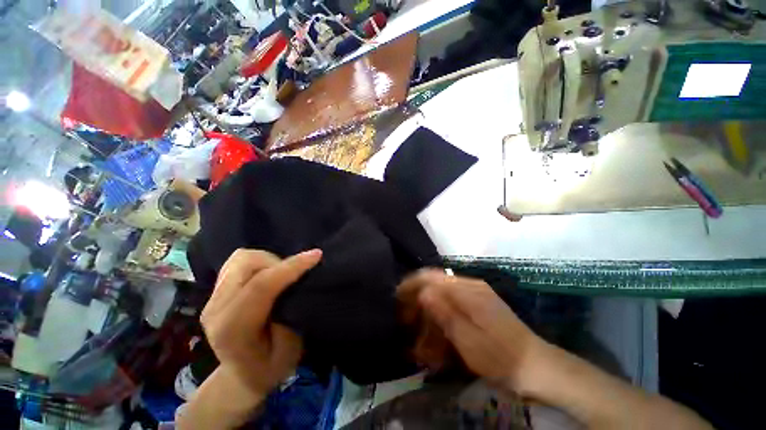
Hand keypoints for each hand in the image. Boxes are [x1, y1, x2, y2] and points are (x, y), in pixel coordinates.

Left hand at [200, 248, 321, 394]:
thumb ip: (292, 317)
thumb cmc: (268, 369)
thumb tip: (298, 285)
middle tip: (297, 274)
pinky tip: (268, 273)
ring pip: (242, 258)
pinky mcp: (216, 291)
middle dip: (279, 262)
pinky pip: (237, 261)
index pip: (261, 286)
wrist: (239, 378)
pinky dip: (258, 261)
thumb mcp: (289, 352)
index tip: (317, 255)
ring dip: (268, 260)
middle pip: (247, 265)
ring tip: (283, 273)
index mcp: (233, 329)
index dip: (291, 267)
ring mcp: (212, 298)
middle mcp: (217, 309)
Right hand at [397, 270, 542, 393]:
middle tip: (405, 316)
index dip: (411, 284)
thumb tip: (423, 293)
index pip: (431, 277)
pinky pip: (451, 298)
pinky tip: (436, 326)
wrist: (534, 364)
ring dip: (427, 306)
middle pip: (434, 281)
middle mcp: (470, 285)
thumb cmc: (500, 357)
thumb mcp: (468, 340)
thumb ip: (445, 314)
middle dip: (416, 296)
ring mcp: (475, 291)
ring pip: (441, 290)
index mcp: (468, 291)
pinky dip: (439, 310)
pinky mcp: (478, 300)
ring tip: (418, 326)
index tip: (397, 297)